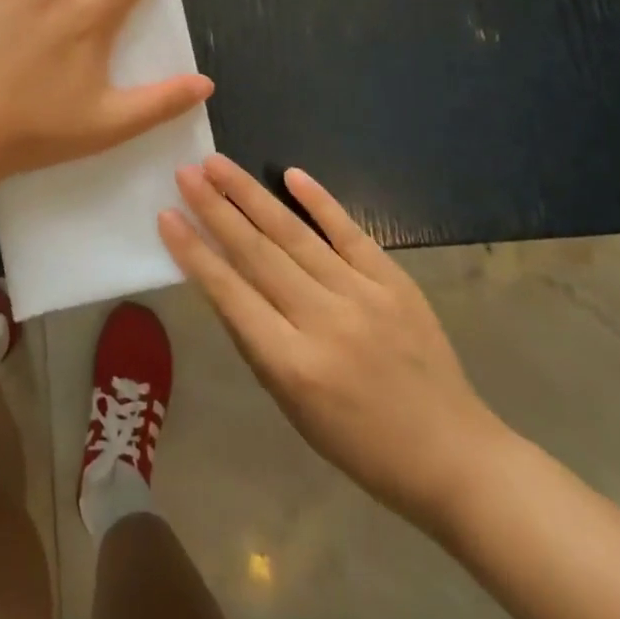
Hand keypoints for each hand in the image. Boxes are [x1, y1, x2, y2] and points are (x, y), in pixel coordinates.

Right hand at [159, 156, 511, 532]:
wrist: (453, 454)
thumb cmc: (359, 444)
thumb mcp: (291, 407)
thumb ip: (256, 342)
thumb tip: (224, 283)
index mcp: (292, 364)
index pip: (230, 294)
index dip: (194, 252)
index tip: (166, 215)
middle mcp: (323, 321)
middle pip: (257, 253)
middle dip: (215, 209)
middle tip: (185, 173)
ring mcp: (362, 295)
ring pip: (294, 234)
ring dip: (251, 195)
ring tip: (218, 164)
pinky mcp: (394, 281)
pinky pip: (350, 232)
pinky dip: (319, 201)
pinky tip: (291, 173)